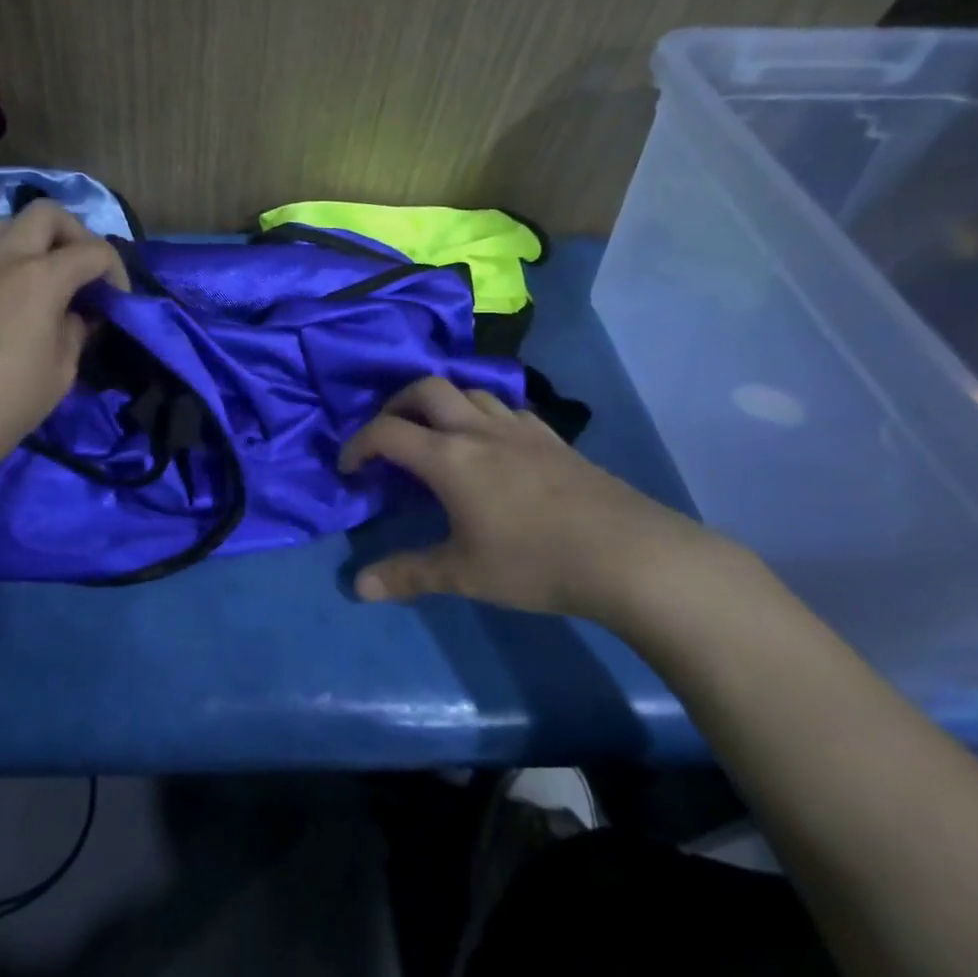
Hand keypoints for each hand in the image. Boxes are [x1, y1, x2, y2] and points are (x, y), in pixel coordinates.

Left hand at [0, 200, 127, 505]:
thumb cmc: (6, 406)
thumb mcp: (62, 372)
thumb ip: (76, 330)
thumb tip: (76, 313)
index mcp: (39, 279)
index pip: (92, 251)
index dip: (115, 270)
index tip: (117, 298)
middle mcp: (1, 258)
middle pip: (46, 213)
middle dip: (75, 233)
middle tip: (80, 270)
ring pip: (4, 224)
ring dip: (32, 241)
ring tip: (40, 277)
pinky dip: (0, 260)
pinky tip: (2, 297)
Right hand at [339, 376, 747, 621]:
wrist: (628, 554)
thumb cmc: (535, 562)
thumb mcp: (464, 574)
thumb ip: (409, 575)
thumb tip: (358, 588)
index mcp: (449, 457)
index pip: (387, 432)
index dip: (358, 445)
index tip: (348, 469)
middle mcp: (479, 430)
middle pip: (426, 388)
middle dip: (396, 404)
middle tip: (389, 435)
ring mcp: (521, 429)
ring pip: (470, 391)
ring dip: (443, 403)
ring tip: (437, 434)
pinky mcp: (554, 439)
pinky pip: (508, 410)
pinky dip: (486, 415)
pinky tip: (494, 444)